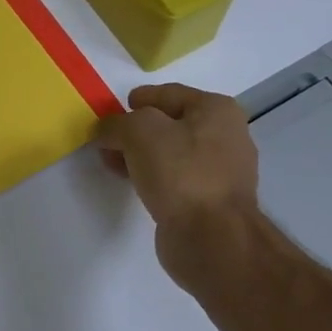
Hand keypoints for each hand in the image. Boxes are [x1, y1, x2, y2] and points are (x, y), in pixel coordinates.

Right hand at [95, 84, 260, 277]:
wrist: (211, 236)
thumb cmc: (180, 173)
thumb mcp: (140, 132)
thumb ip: (117, 124)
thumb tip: (106, 131)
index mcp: (216, 110)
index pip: (168, 94)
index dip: (137, 100)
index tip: (111, 113)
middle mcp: (225, 136)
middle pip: (170, 124)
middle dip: (135, 132)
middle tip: (107, 143)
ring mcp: (221, 171)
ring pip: (171, 154)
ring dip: (141, 156)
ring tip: (113, 165)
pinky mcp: (210, 200)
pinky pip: (175, 179)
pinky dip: (153, 178)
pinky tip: (135, 185)